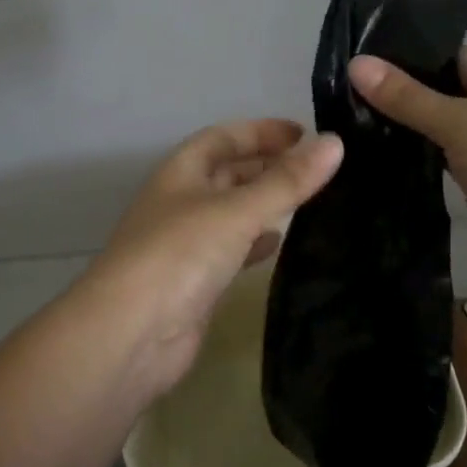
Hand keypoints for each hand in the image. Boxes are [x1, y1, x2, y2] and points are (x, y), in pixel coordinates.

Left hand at [71, 119, 342, 398]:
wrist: (131, 334)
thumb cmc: (180, 254)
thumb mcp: (237, 211)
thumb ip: (287, 181)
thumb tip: (335, 143)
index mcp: (182, 172)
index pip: (224, 137)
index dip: (262, 132)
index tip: (305, 134)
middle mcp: (182, 201)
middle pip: (228, 172)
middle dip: (267, 166)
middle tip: (317, 168)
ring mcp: (186, 243)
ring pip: (232, 212)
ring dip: (264, 203)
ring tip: (310, 200)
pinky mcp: (196, 281)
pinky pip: (231, 250)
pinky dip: (255, 242)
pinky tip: (279, 244)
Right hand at [349, 48, 466, 291]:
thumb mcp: (462, 124)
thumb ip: (406, 97)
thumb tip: (355, 64)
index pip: (453, 58)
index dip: (408, 60)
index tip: (358, 64)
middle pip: (444, 92)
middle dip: (401, 95)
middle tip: (344, 92)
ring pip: (441, 127)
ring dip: (406, 127)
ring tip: (349, 117)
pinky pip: (442, 158)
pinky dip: (416, 155)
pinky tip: (374, 148)